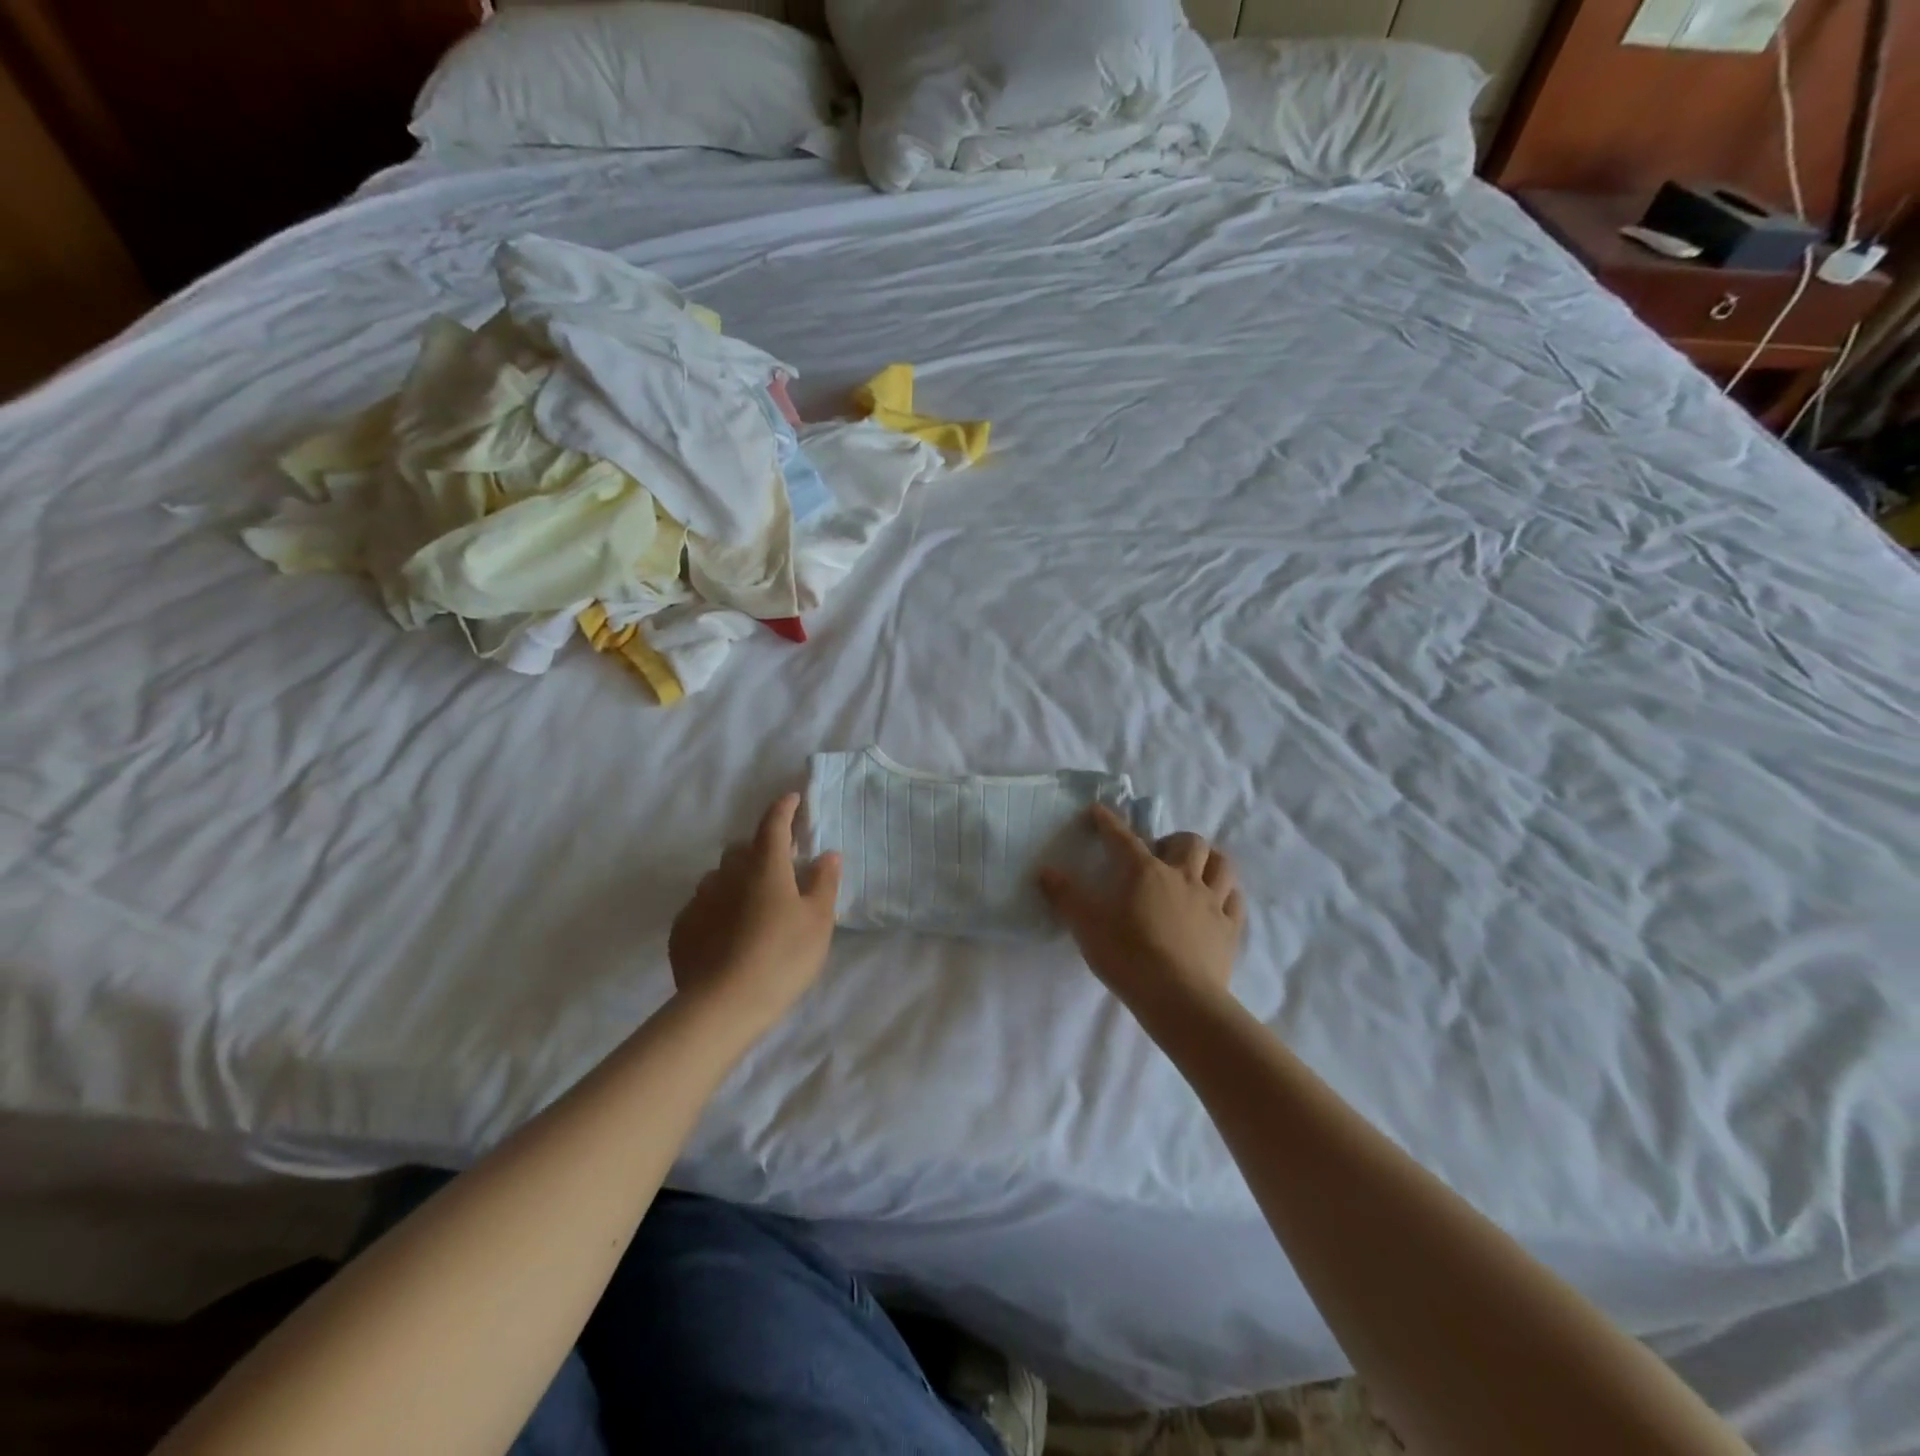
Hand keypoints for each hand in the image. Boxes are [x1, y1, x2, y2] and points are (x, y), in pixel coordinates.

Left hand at [669, 793, 841, 1038]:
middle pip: (741, 849)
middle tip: (776, 869)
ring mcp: (699, 900)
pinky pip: (701, 907)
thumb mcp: (818, 921)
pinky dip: (716, 909)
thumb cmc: (782, 957)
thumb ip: (824, 883)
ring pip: (718, 877)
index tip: (792, 799)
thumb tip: (827, 854)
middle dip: (758, 850)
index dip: (784, 809)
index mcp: (764, 866)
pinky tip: (726, 933)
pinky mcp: (681, 929)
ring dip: (734, 881)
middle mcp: (727, 874)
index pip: (773, 824)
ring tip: (750, 906)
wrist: (723, 1005)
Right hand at [1038, 806, 1244, 1025]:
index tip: (1098, 811)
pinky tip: (1218, 901)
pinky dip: (1226, 894)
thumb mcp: (1086, 926)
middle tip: (1160, 855)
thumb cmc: (1128, 956)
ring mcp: (1211, 902)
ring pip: (1221, 865)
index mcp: (1145, 872)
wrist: (1178, 998)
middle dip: (1174, 841)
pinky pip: (1235, 901)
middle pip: (1189, 842)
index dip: (1108, 822)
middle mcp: (1182, 877)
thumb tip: (1045, 871)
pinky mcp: (1230, 929)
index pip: (1123, 838)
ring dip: (1208, 861)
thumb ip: (1065, 897)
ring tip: (1195, 870)